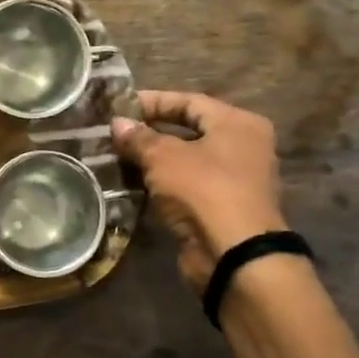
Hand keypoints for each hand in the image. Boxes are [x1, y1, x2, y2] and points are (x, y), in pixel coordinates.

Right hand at [112, 90, 288, 294]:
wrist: (234, 255)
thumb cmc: (204, 191)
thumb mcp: (164, 157)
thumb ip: (139, 138)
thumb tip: (117, 123)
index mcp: (238, 124)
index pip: (190, 101)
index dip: (153, 102)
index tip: (120, 107)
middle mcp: (243, 147)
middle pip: (189, 131)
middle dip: (151, 133)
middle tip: (116, 134)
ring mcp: (235, 181)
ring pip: (187, 162)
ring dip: (154, 162)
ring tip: (117, 158)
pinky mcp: (222, 209)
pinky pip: (187, 188)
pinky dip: (163, 186)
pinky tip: (133, 186)